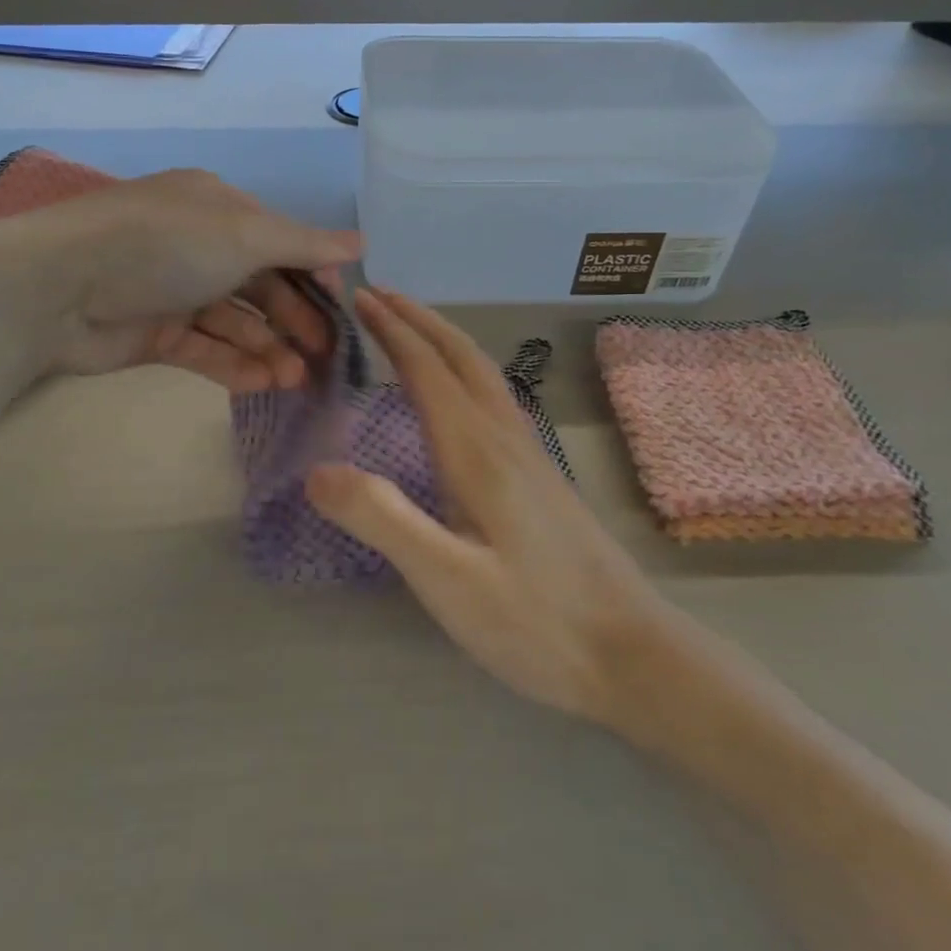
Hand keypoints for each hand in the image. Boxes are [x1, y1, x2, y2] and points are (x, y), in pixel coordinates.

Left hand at [0, 169, 361, 392]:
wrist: (58, 288)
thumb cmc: (165, 245)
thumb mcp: (243, 234)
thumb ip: (303, 245)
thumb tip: (362, 242)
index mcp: (218, 208)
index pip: (280, 241)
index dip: (313, 275)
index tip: (341, 309)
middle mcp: (198, 246)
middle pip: (261, 285)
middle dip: (295, 319)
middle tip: (327, 356)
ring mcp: (174, 291)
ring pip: (235, 322)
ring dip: (269, 348)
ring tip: (297, 380)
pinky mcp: (154, 333)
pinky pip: (204, 349)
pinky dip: (234, 365)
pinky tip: (264, 384)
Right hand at [304, 288, 659, 724]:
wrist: (634, 655)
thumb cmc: (536, 621)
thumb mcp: (448, 580)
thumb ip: (383, 520)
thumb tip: (316, 471)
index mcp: (476, 450)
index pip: (426, 370)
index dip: (391, 331)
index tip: (360, 300)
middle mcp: (505, 437)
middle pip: (460, 357)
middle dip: (418, 320)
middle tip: (380, 295)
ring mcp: (530, 454)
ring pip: (482, 373)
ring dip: (443, 339)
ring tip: (412, 328)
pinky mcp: (542, 476)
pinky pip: (494, 396)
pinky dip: (463, 370)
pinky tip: (460, 395)